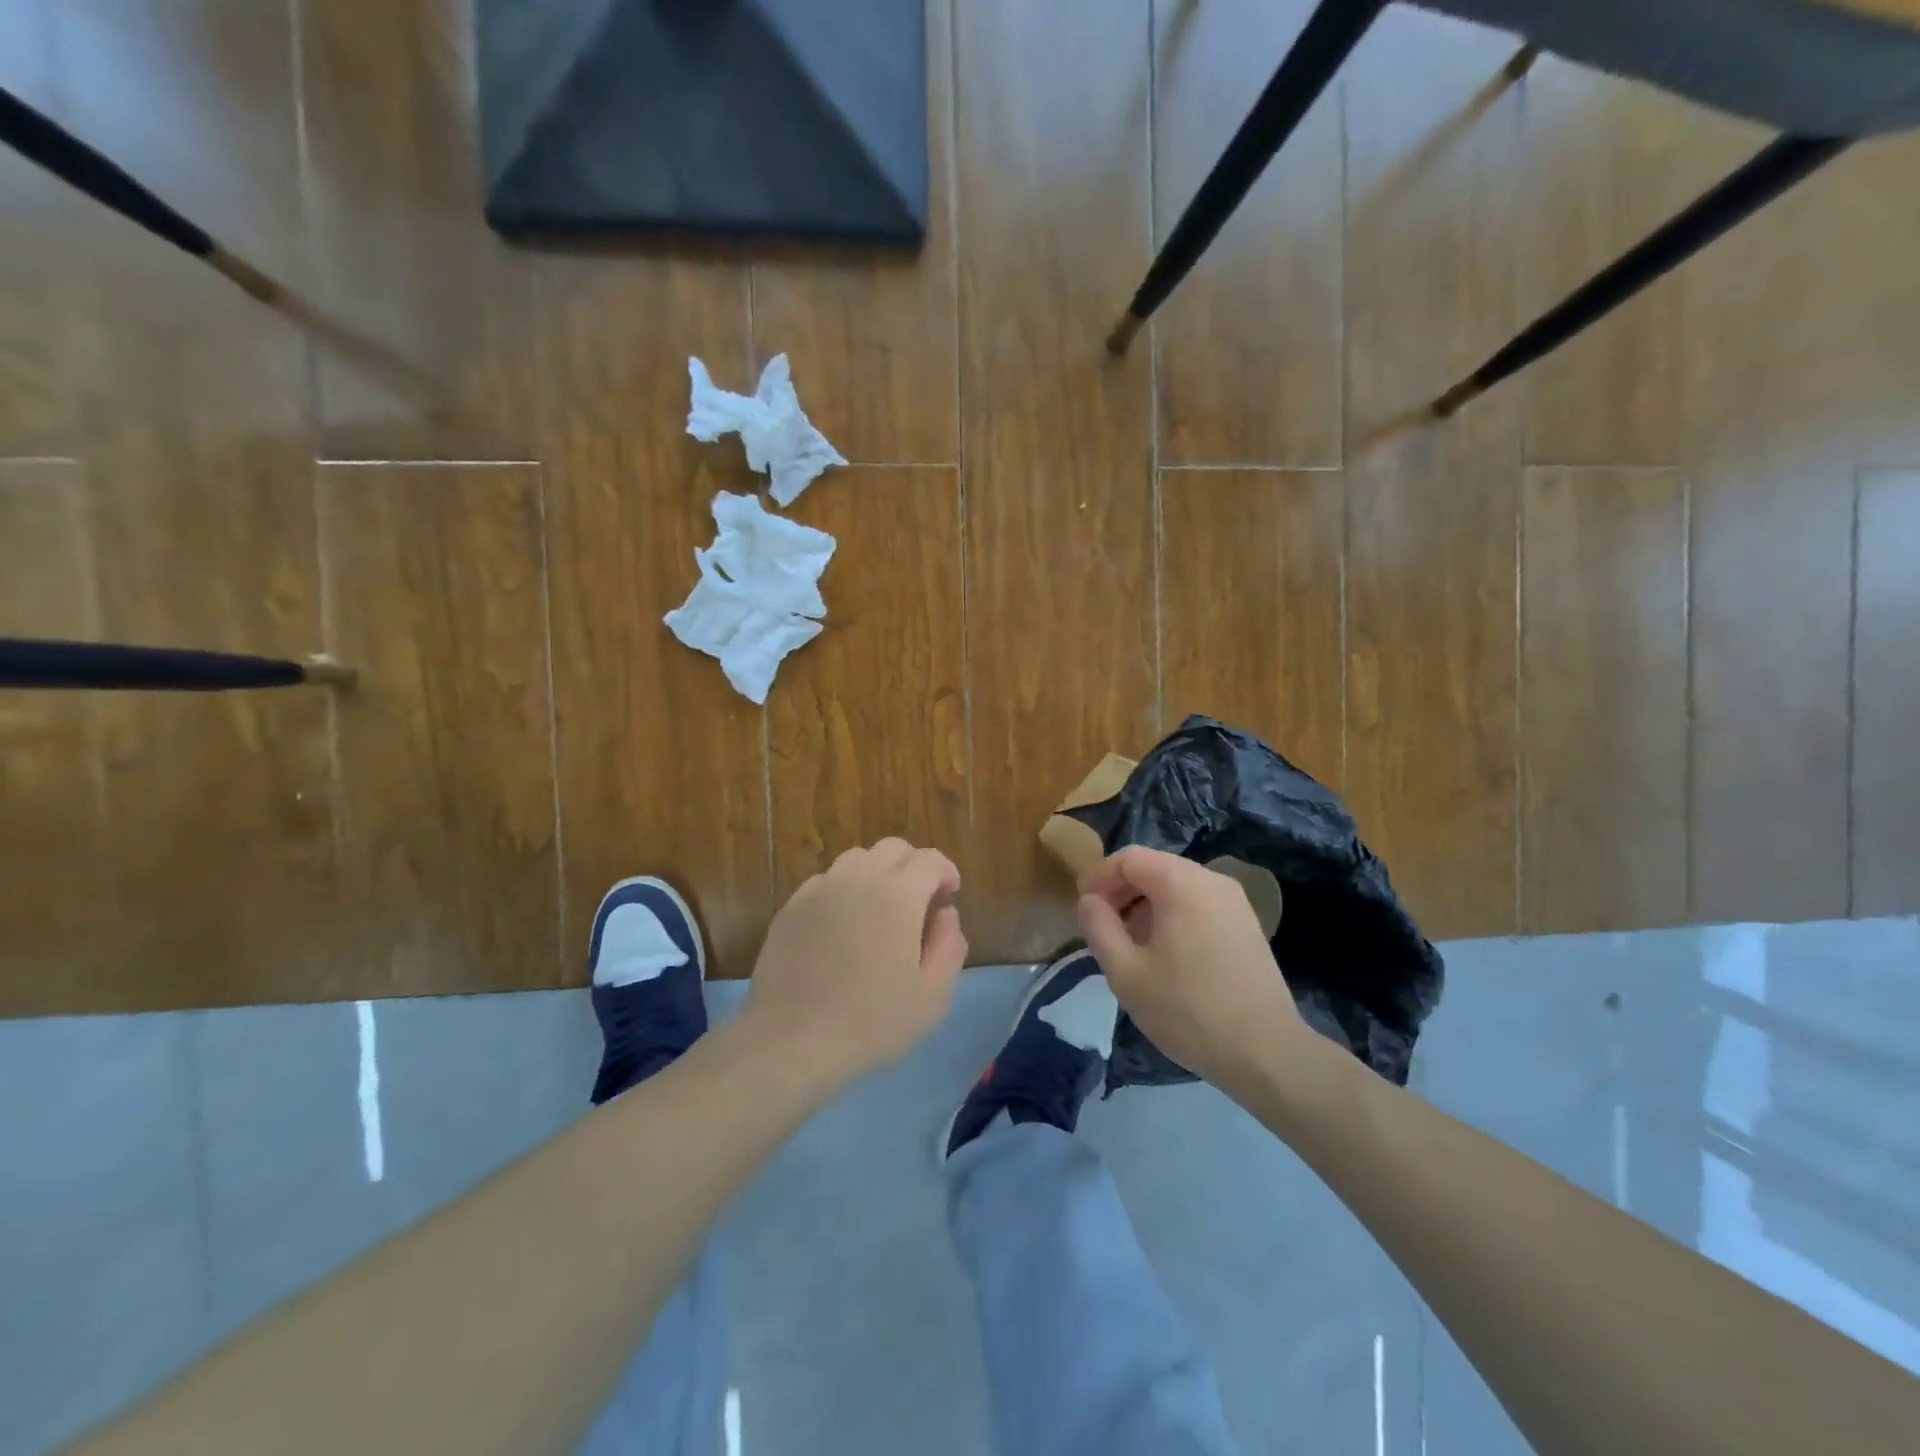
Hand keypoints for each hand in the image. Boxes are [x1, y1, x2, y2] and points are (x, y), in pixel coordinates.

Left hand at [741, 838, 966, 1093]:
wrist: (791, 1040)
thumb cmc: (871, 1022)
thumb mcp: (933, 996)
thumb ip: (950, 945)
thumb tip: (945, 913)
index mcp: (899, 894)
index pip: (930, 860)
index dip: (946, 873)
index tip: (948, 898)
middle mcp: (859, 878)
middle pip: (894, 848)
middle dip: (914, 867)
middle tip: (918, 903)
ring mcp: (821, 889)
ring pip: (857, 859)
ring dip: (877, 874)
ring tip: (879, 911)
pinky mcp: (792, 906)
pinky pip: (826, 881)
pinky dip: (844, 890)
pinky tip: (842, 926)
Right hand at [1078, 846, 1305, 1094]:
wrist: (1266, 1052)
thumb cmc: (1187, 1010)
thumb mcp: (1125, 972)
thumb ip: (1098, 926)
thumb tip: (1090, 900)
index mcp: (1181, 883)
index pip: (1128, 858)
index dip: (1099, 878)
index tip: (1084, 910)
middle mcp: (1212, 880)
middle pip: (1154, 868)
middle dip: (1122, 893)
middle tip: (1104, 929)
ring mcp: (1236, 901)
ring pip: (1177, 887)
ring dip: (1146, 906)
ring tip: (1132, 947)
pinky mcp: (1248, 924)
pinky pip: (1199, 904)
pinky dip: (1174, 917)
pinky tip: (1167, 957)